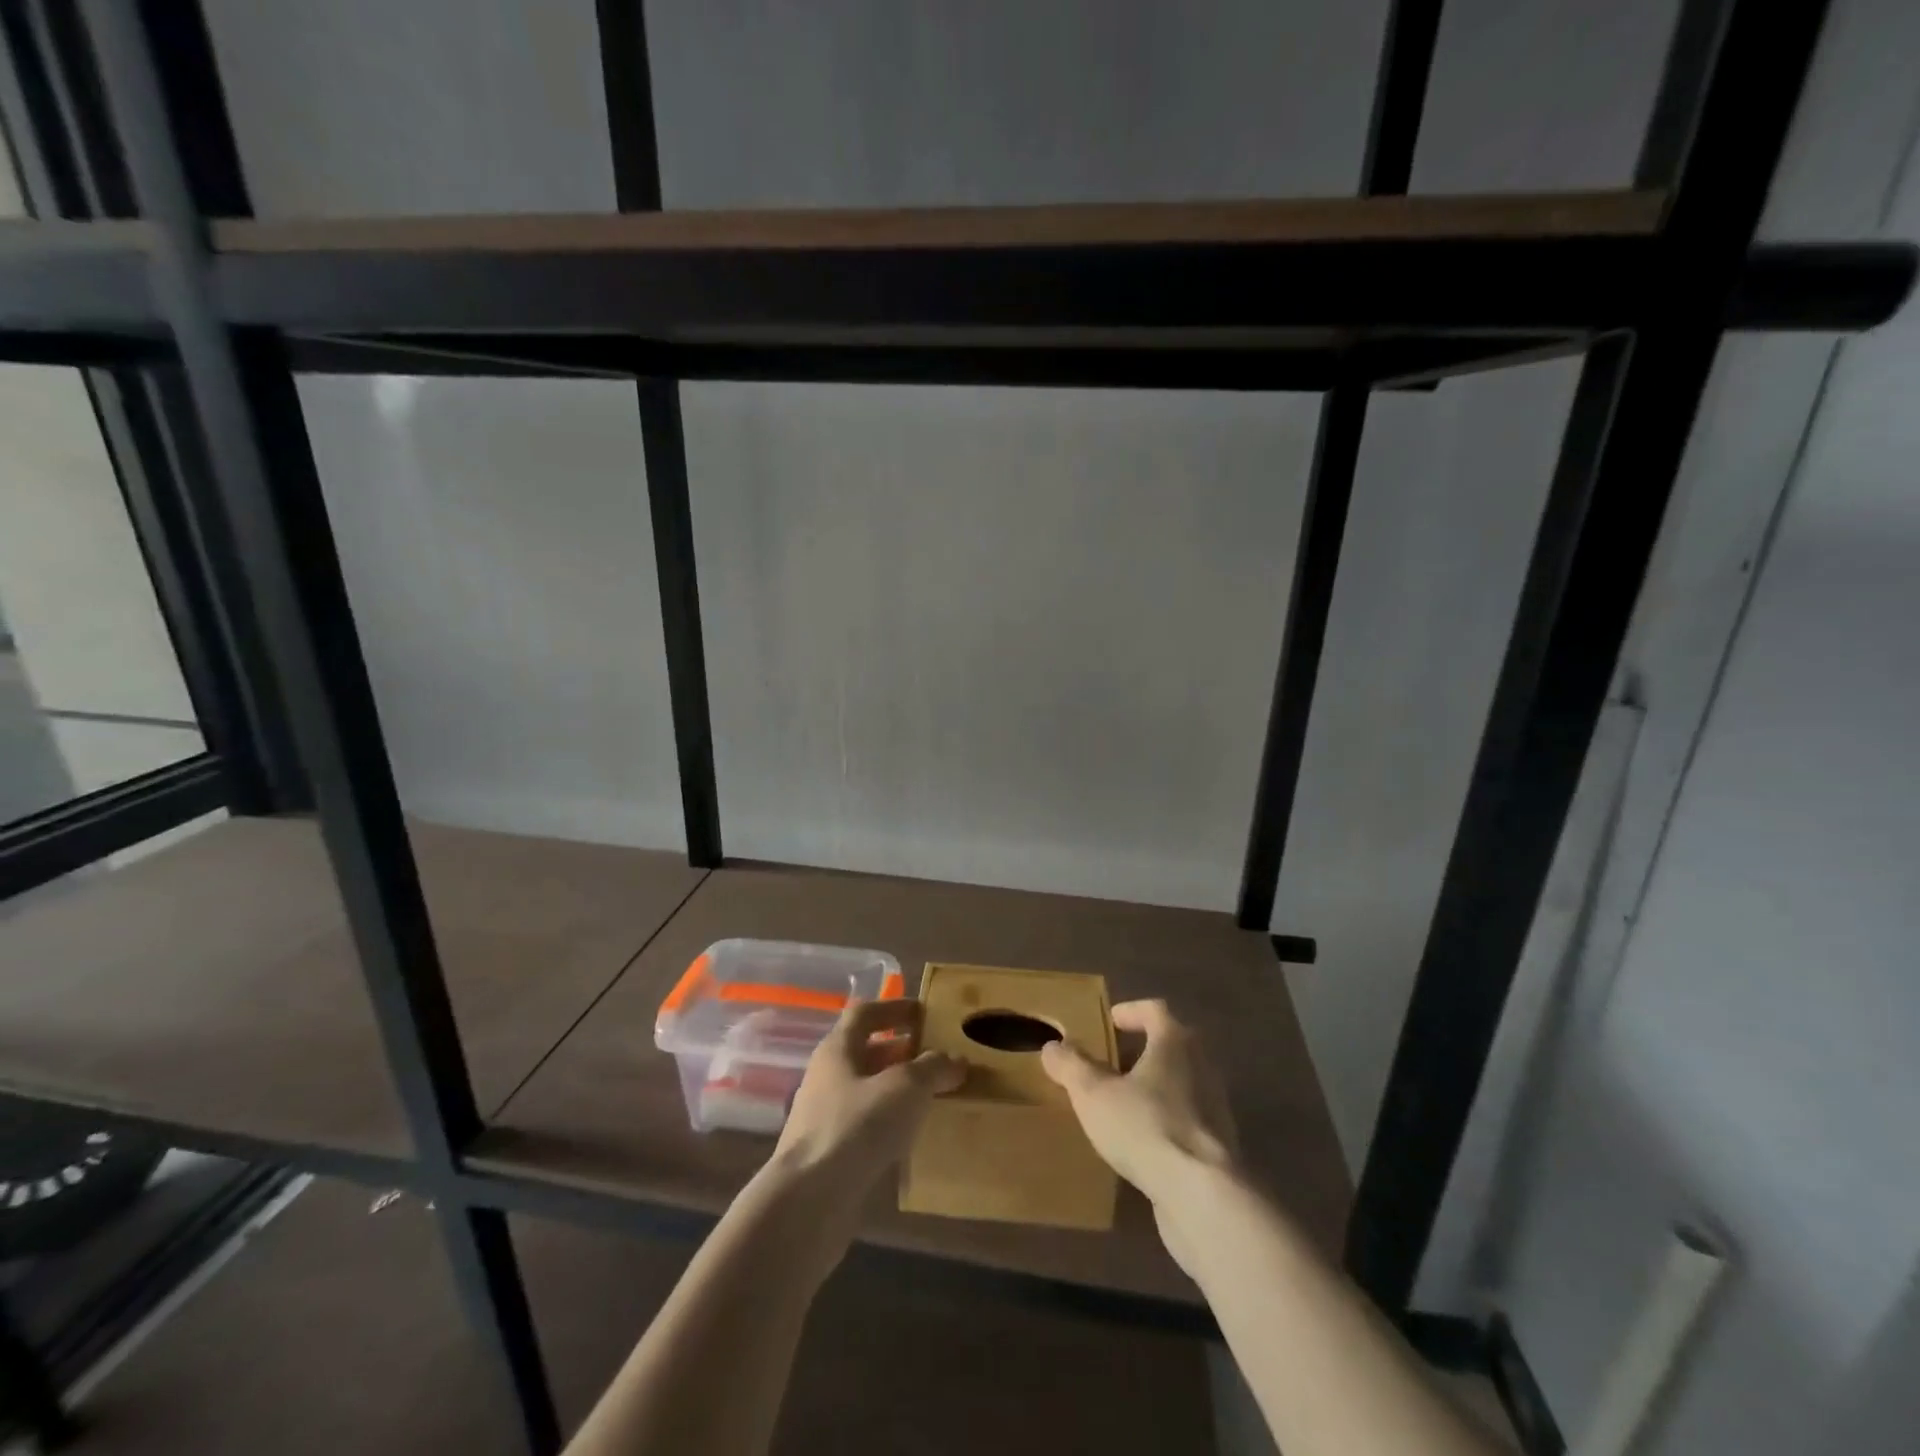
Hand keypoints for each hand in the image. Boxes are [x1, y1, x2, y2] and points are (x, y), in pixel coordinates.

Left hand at [772, 998, 963, 1195]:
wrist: (809, 1202)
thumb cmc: (856, 1126)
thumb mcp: (906, 1087)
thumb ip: (933, 1068)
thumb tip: (955, 1059)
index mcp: (837, 1049)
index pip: (864, 1013)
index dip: (894, 1008)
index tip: (924, 1012)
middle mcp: (826, 1077)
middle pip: (865, 1052)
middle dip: (901, 1051)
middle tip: (936, 1057)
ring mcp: (824, 1118)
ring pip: (866, 1091)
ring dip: (896, 1090)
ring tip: (932, 1097)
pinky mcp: (829, 1155)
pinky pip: (864, 1126)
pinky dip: (889, 1124)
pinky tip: (912, 1137)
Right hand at [1040, 998, 1239, 1226]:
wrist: (1202, 1195)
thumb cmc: (1145, 1127)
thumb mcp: (1093, 1094)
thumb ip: (1071, 1066)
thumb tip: (1052, 1046)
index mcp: (1175, 1043)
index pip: (1155, 1010)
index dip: (1131, 1011)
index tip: (1111, 1021)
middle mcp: (1202, 1066)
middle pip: (1172, 1045)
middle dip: (1142, 1050)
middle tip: (1112, 1062)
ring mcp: (1216, 1107)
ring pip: (1182, 1083)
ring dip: (1155, 1087)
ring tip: (1123, 1103)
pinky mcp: (1219, 1146)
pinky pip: (1188, 1119)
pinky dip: (1165, 1120)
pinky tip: (1142, 1141)